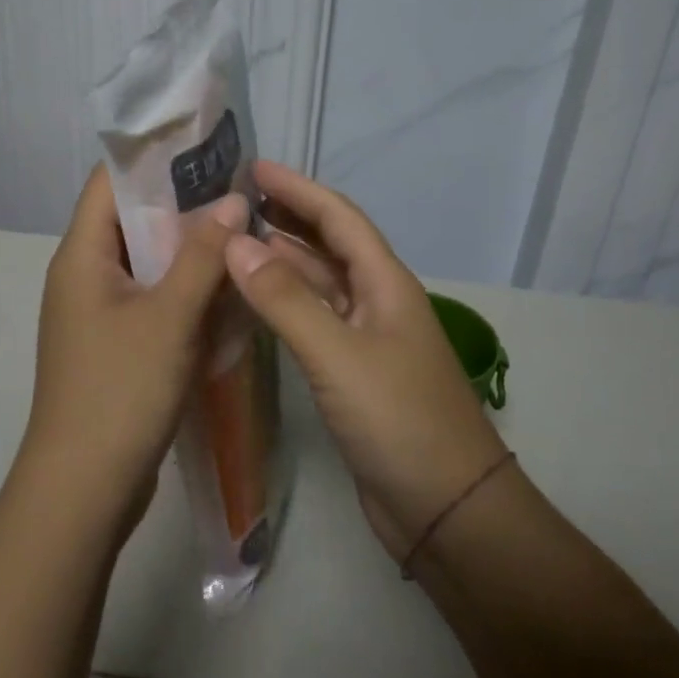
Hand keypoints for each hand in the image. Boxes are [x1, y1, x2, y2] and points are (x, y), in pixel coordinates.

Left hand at [17, 164, 246, 537]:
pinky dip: (185, 290)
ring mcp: (100, 313)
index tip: (207, 146)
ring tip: (243, 232)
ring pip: (148, 263)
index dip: (154, 157)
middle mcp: (85, 275)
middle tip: (239, 192)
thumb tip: (232, 202)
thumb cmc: (120, 391)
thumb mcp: (169, 317)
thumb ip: (202, 256)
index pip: (110, 182)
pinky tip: (227, 290)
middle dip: (184, 204)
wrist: (84, 489)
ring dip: (189, 250)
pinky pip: (153, 300)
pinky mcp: (117, 345)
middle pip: (133, 220)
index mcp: (82, 255)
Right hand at [223, 161, 506, 561]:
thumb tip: (236, 243)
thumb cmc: (399, 421)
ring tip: (233, 244)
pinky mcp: (353, 374)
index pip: (338, 218)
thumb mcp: (338, 355)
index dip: (298, 189)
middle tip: (235, 203)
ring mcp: (366, 339)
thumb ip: (285, 300)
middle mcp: (377, 302)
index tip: (253, 168)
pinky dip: (283, 305)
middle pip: (329, 245)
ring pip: (318, 285)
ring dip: (282, 261)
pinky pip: (313, 322)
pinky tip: (253, 304)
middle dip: (287, 218)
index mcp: (386, 283)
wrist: (446, 509)